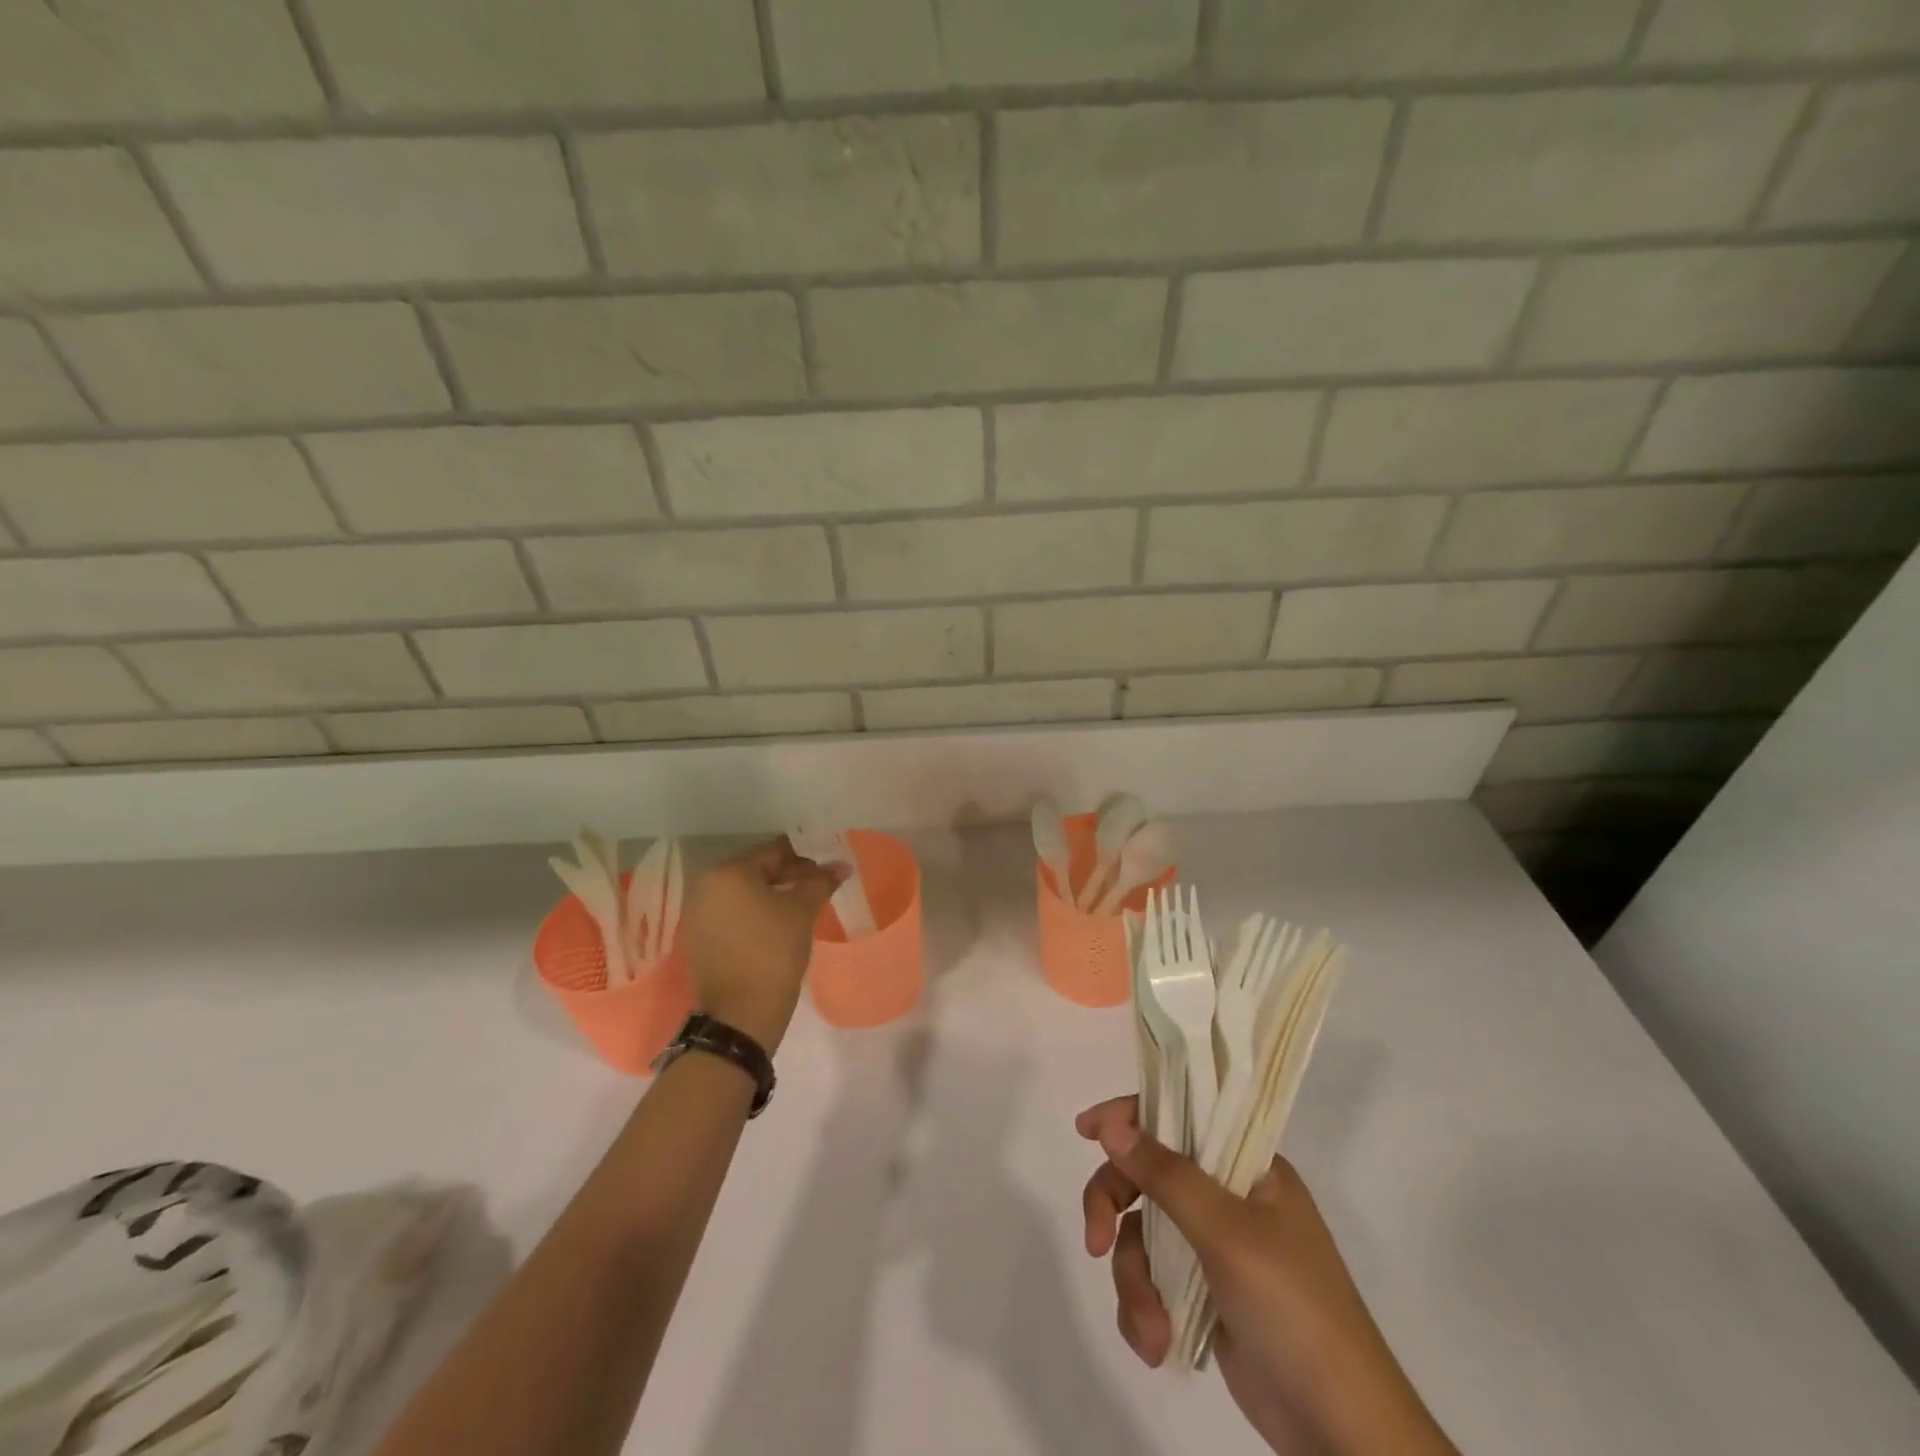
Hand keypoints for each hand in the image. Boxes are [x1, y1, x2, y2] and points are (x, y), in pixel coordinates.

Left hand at [680, 837, 844, 1052]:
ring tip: (795, 911)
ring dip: (768, 896)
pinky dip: (751, 915)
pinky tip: (772, 930)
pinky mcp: (696, 939)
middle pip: (754, 870)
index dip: (803, 861)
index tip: (824, 876)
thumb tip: (841, 865)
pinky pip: (729, 914)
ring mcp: (696, 914)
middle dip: (785, 877)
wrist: (741, 1015)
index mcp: (728, 872)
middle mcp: (705, 886)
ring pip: (741, 894)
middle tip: (813, 892)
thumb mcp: (802, 912)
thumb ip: (820, 882)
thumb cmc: (774, 952)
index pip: (773, 852)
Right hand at [1076, 1097, 1455, 1455]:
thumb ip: (1166, 1174)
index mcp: (1247, 1165)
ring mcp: (1213, 1247)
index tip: (1085, 1130)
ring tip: (1152, 1331)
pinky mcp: (1202, 1295)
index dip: (1130, 1115)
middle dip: (1114, 1208)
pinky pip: (1151, 1280)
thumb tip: (1111, 1125)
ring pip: (1141, 1234)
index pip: (1180, 1114)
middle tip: (1093, 1240)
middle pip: (1147, 1176)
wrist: (1340, 1431)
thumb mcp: (1227, 1232)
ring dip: (1134, 1282)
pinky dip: (1144, 1311)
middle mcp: (1227, 1196)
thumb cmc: (1292, 1308)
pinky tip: (1158, 1346)